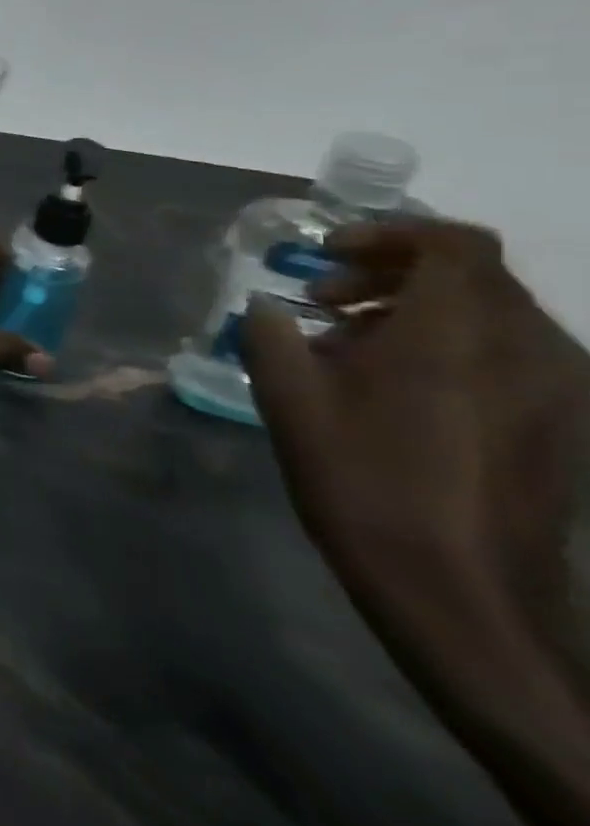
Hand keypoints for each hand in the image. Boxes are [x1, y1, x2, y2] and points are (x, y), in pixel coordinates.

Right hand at [241, 220, 589, 631]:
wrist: (461, 592)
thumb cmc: (365, 480)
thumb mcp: (289, 400)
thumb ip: (270, 335)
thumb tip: (267, 308)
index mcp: (458, 333)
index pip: (451, 243)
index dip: (388, 233)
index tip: (326, 252)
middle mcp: (525, 349)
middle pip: (472, 274)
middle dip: (389, 271)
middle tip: (323, 298)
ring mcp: (554, 390)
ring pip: (490, 313)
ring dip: (415, 308)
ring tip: (348, 344)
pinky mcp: (557, 425)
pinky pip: (505, 353)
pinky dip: (445, 344)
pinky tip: (390, 387)